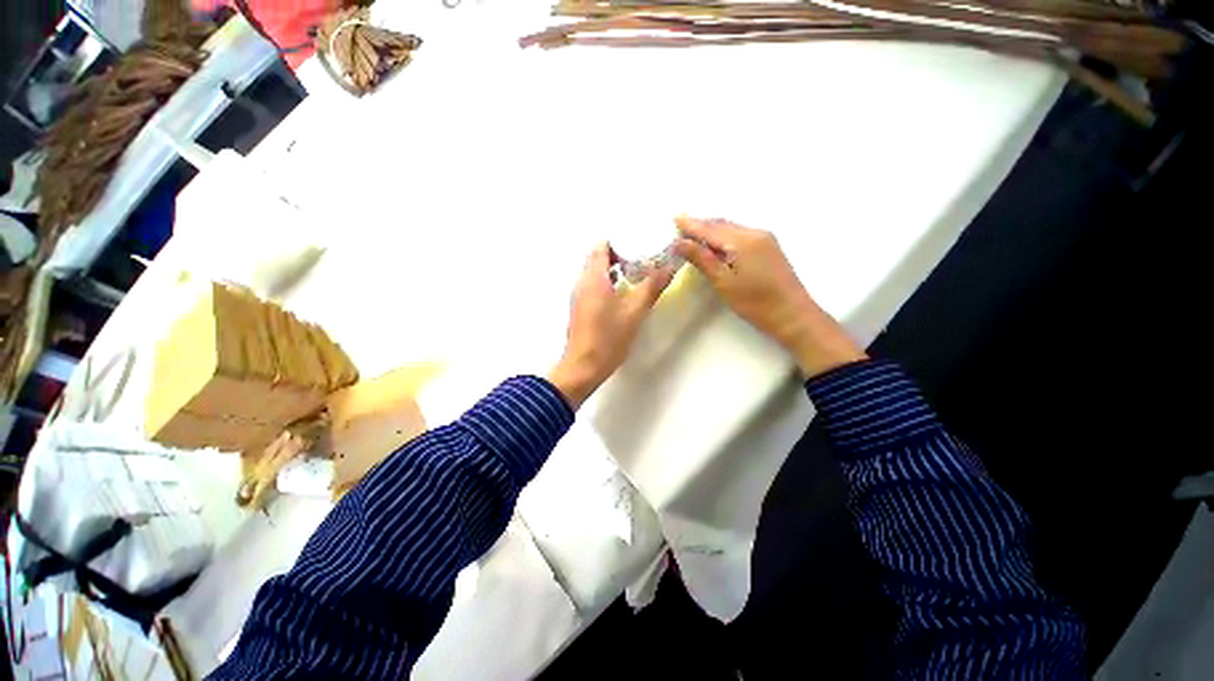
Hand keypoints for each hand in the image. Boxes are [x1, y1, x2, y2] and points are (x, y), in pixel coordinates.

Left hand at [548, 243, 674, 407]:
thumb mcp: (634, 312)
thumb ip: (651, 287)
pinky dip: (606, 282)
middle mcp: (582, 282)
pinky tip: (622, 293)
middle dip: (618, 253)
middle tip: (640, 257)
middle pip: (597, 257)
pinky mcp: (579, 308)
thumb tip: (669, 267)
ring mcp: (578, 296)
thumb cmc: (608, 338)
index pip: (601, 246)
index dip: (618, 240)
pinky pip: (592, 285)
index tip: (638, 241)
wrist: (583, 366)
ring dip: (612, 269)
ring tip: (635, 272)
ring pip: (594, 272)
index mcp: (594, 278)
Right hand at [674, 216, 865, 377]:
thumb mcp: (724, 283)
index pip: (710, 228)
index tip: (674, 218)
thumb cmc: (756, 303)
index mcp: (743, 240)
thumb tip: (680, 242)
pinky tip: (715, 245)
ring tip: (692, 235)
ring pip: (731, 229)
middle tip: (679, 228)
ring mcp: (765, 239)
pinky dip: (723, 237)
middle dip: (700, 225)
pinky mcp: (768, 247)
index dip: (691, 224)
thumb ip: (702, 259)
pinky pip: (740, 235)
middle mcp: (755, 233)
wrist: (793, 315)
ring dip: (711, 230)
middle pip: (721, 224)